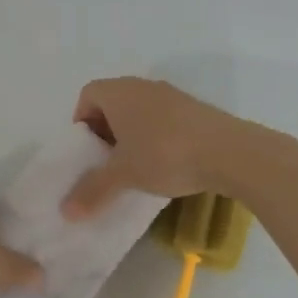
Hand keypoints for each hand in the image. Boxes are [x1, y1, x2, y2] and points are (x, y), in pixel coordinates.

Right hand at [62, 77, 253, 217]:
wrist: (231, 152)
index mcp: (119, 92)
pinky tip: (164, 164)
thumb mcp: (124, 175)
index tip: (87, 151)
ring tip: (135, 166)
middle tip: (106, 161)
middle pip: (112, 102)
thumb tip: (66, 211)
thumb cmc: (165, 154)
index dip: (81, 121)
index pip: (88, 94)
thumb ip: (92, 190)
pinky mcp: (195, 109)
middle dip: (105, 131)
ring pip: (139, 111)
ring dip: (131, 135)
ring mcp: (172, 95)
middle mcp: (142, 86)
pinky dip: (155, 136)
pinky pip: (163, 118)